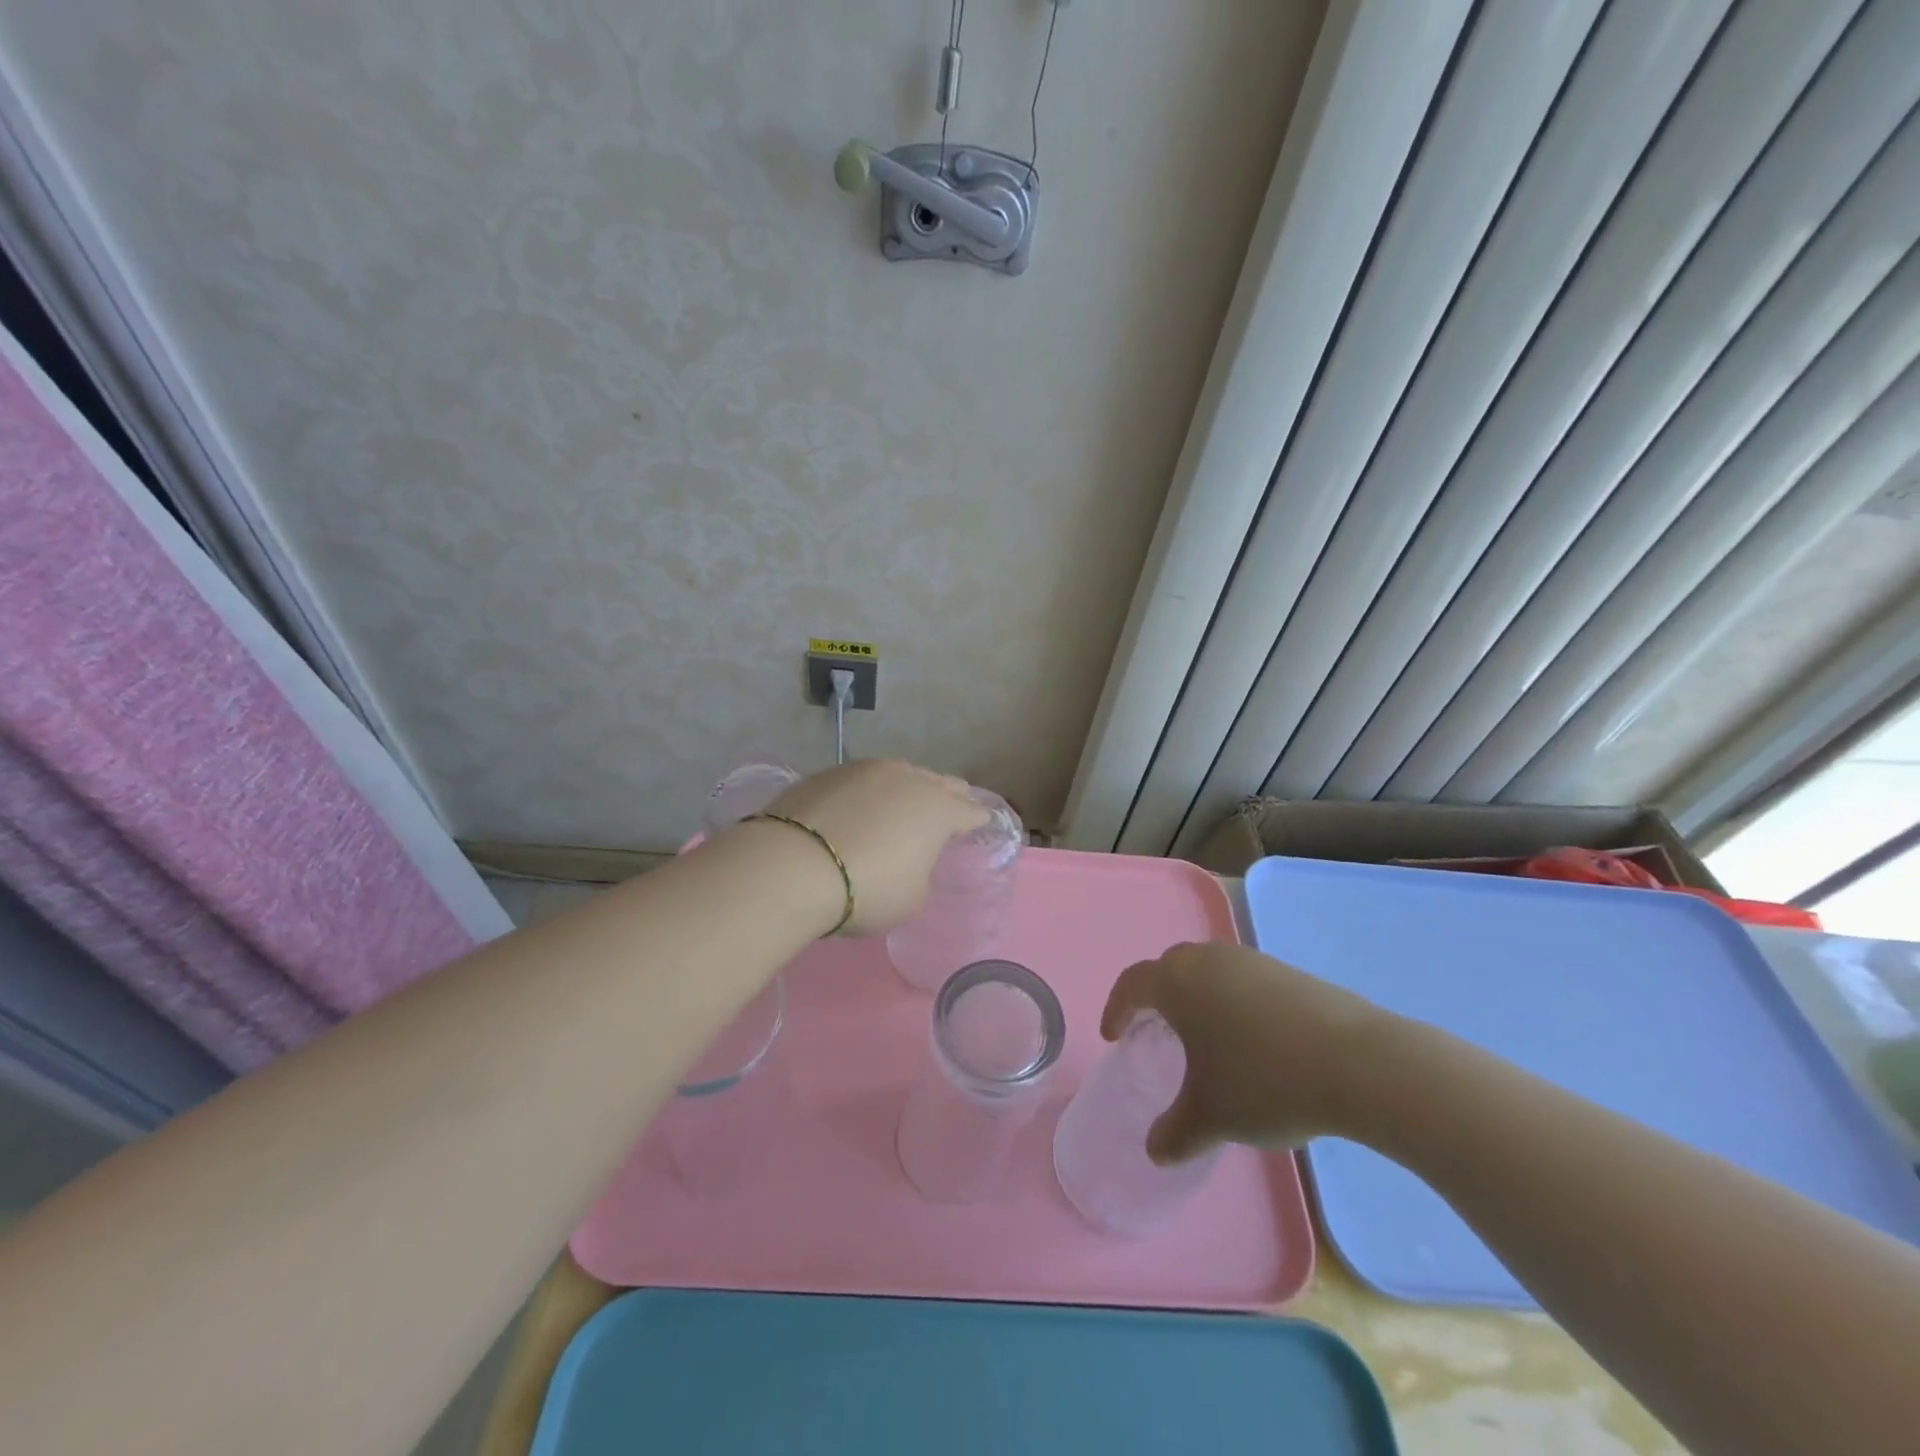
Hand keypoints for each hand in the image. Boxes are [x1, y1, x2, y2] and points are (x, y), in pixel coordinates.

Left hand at [758, 760, 988, 935]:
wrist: (792, 865)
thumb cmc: (867, 888)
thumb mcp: (911, 898)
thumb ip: (921, 874)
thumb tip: (908, 860)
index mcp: (939, 809)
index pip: (970, 811)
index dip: (977, 821)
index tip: (978, 826)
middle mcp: (909, 779)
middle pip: (940, 782)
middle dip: (948, 796)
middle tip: (947, 810)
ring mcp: (867, 769)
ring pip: (901, 773)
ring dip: (907, 787)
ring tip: (901, 804)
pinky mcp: (830, 771)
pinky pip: (863, 778)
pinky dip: (868, 792)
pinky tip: (859, 807)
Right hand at [1100, 942, 1388, 1162]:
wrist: (1356, 1062)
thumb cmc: (1263, 1081)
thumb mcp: (1210, 1117)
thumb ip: (1174, 1133)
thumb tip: (1156, 1151)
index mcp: (1176, 982)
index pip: (1132, 984)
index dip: (1117, 1009)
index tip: (1114, 1036)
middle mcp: (1207, 960)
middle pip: (1168, 969)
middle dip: (1156, 998)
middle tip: (1155, 1031)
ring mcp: (1251, 961)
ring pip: (1208, 971)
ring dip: (1197, 998)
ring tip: (1205, 1037)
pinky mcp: (1287, 972)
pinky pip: (1242, 980)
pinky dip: (1233, 1002)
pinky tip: (1252, 1040)